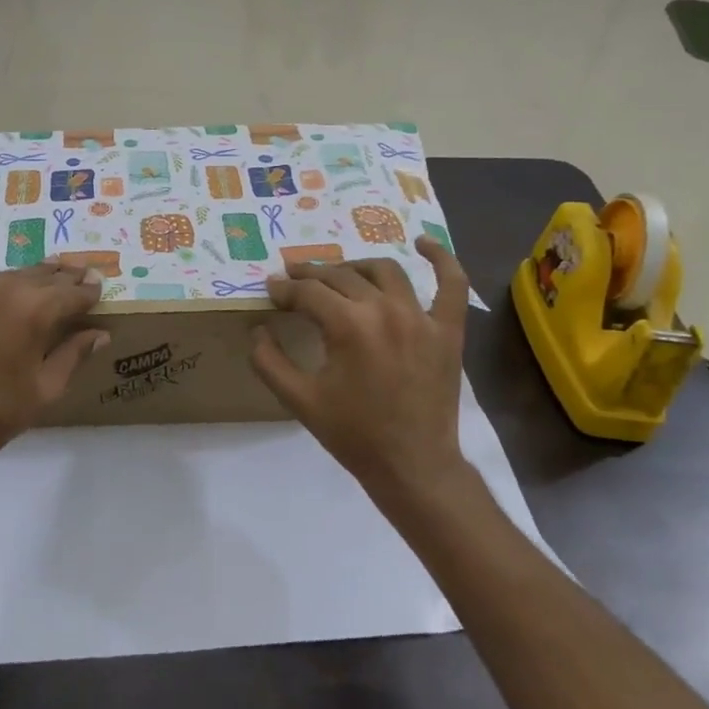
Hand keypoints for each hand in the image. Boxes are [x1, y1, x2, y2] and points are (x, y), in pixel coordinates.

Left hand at [0, 263, 108, 458]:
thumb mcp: (48, 387)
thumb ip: (75, 353)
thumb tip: (100, 333)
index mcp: (35, 310)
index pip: (72, 291)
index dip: (88, 290)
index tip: (98, 287)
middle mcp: (2, 288)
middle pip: (41, 274)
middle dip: (62, 276)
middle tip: (78, 272)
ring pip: (8, 276)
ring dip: (28, 281)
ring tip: (42, 282)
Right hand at [250, 237, 475, 514]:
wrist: (412, 465)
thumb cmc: (353, 434)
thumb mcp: (298, 400)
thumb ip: (268, 360)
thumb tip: (257, 328)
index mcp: (348, 326)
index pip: (308, 293)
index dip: (284, 290)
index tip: (270, 291)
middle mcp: (385, 310)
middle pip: (341, 277)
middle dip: (311, 276)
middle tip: (294, 280)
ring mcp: (421, 316)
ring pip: (384, 271)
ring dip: (355, 267)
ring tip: (338, 274)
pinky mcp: (447, 329)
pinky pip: (451, 284)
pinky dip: (440, 259)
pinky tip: (424, 243)